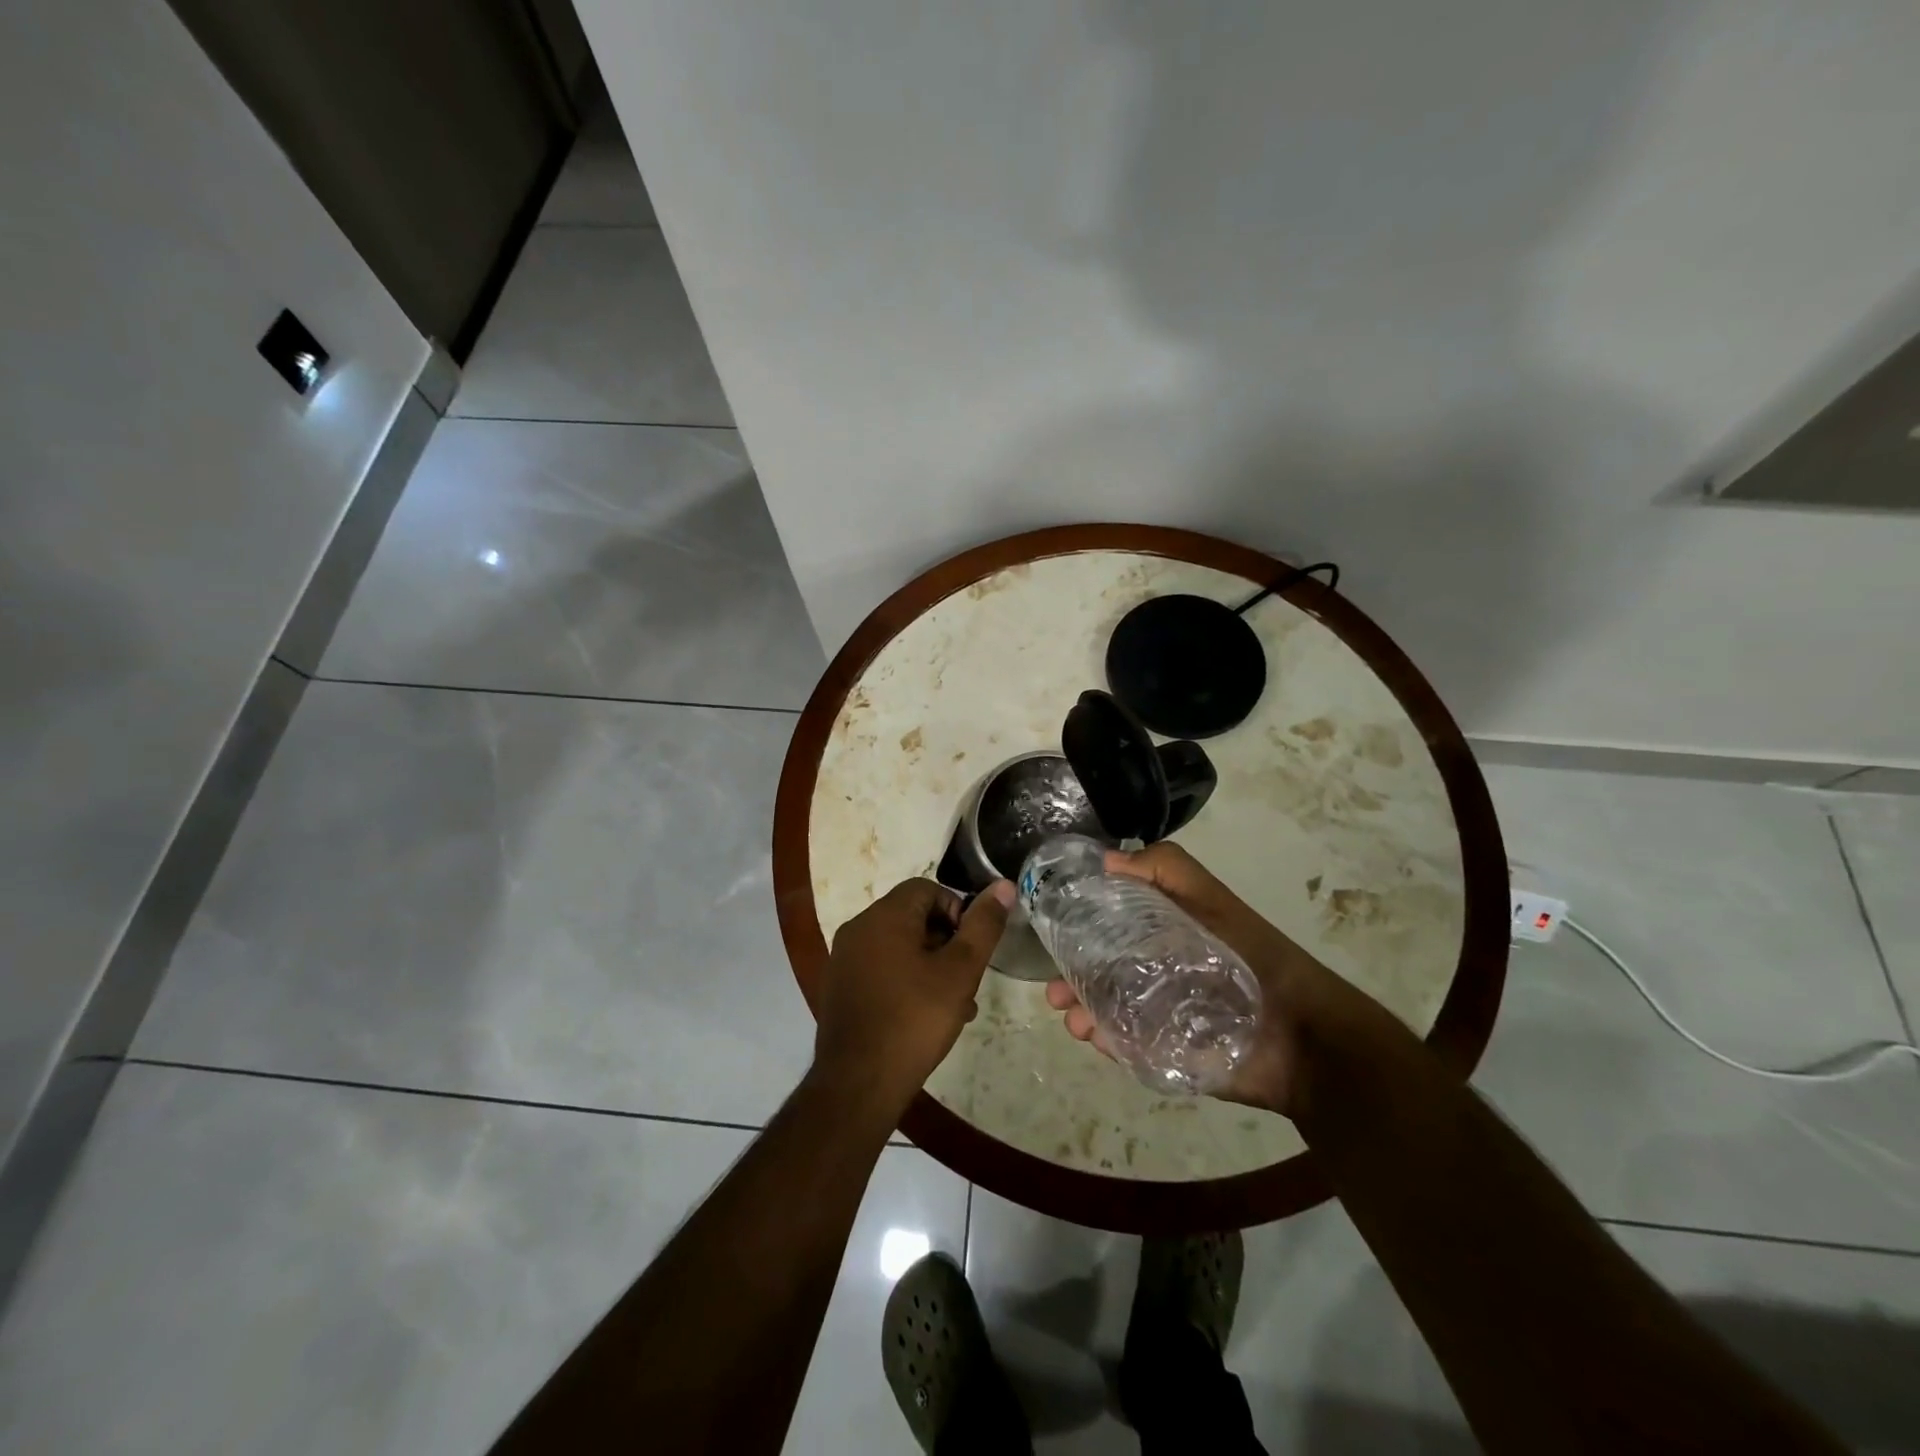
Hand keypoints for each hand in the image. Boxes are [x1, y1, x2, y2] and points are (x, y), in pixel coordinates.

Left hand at [815, 877, 1013, 1108]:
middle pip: (912, 917)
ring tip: (956, 1005)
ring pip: (899, 947)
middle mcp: (858, 928)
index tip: (972, 947)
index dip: (957, 910)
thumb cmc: (914, 1019)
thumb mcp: (960, 971)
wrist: (858, 1083)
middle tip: (968, 978)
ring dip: (930, 966)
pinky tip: (925, 1018)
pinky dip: (906, 981)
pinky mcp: (840, 987)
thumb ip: (983, 926)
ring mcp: (844, 959)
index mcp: (884, 916)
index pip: (927, 889)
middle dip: (947, 942)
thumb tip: (1002, 886)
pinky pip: (881, 969)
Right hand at [1043, 842, 1334, 1116]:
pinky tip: (1095, 1038)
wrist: (1304, 1037)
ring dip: (1082, 1012)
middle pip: (1101, 971)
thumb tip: (1104, 860)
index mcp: (1162, 932)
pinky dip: (1106, 1042)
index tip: (1052, 927)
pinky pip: (1127, 1046)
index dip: (1078, 924)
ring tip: (1072, 1019)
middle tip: (1054, 991)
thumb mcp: (1212, 899)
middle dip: (1071, 978)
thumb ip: (1166, 869)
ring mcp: (1159, 1015)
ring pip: (1107, 1010)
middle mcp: (1155, 970)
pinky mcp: (1168, 1053)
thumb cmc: (1255, 957)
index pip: (1108, 924)